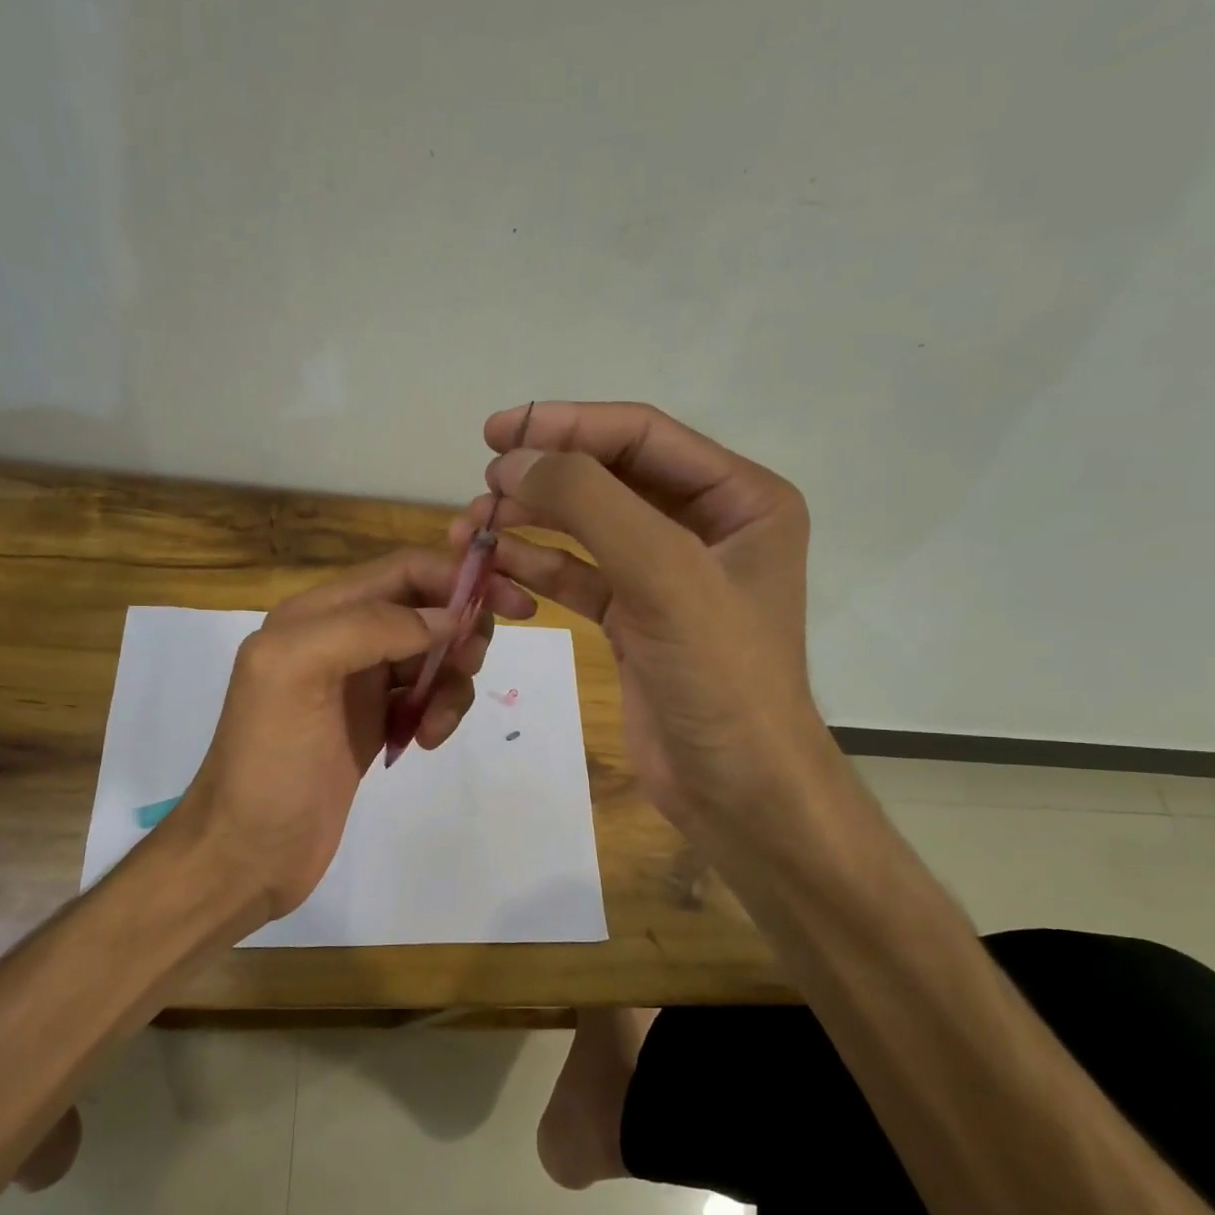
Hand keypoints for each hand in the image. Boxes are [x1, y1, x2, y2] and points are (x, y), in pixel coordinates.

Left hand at [167, 550, 535, 923]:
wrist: (249, 851)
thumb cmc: (269, 762)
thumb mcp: (298, 673)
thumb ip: (368, 626)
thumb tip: (447, 617)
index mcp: (317, 614)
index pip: (403, 570)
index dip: (458, 575)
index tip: (513, 601)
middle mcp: (341, 638)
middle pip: (425, 608)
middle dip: (461, 631)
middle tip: (471, 668)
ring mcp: (360, 683)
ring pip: (433, 655)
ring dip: (452, 681)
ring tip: (436, 724)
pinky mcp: (375, 722)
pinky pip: (427, 696)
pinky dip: (439, 711)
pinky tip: (425, 741)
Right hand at [454, 401, 832, 855]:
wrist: (737, 790)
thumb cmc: (720, 677)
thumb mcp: (664, 575)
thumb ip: (589, 504)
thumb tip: (514, 461)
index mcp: (741, 499)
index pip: (642, 437)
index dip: (567, 425)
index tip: (497, 432)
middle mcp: (707, 528)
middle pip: (611, 478)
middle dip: (544, 477)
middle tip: (480, 487)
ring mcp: (669, 576)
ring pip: (588, 528)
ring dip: (531, 522)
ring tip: (472, 528)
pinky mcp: (636, 620)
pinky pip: (580, 576)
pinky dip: (539, 566)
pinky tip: (497, 564)